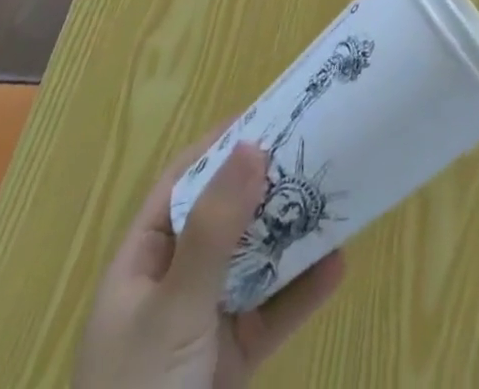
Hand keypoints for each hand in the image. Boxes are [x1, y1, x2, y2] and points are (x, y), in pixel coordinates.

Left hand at [74, 139, 344, 388]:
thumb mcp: (174, 310)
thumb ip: (214, 232)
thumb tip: (252, 144)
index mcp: (140, 265)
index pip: (182, 183)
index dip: (221, 146)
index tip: (270, 113)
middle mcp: (171, 286)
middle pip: (224, 218)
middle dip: (266, 186)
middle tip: (315, 147)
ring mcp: (202, 326)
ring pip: (253, 263)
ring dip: (290, 234)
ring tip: (333, 196)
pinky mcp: (231, 366)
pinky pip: (272, 315)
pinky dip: (303, 292)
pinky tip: (337, 264)